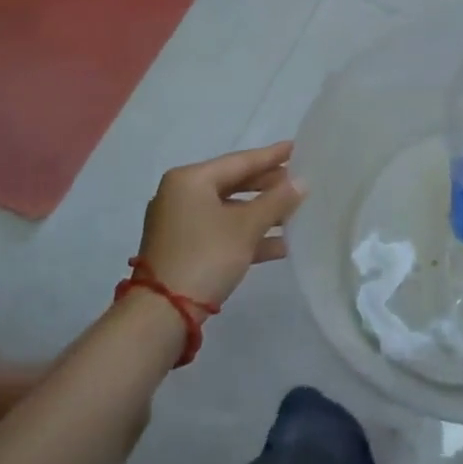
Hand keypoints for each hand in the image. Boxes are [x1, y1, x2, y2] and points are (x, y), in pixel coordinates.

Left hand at [136, 141, 305, 306]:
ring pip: (230, 210)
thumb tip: (301, 182)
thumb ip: (276, 201)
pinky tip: (280, 245)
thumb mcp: (246, 227)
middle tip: (300, 182)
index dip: (272, 156)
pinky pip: (222, 231)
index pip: (240, 161)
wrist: (161, 316)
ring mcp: (180, 224)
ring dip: (262, 214)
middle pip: (234, 184)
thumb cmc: (205, 256)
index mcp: (190, 179)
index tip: (297, 147)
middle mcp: (181, 195)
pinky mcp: (183, 249)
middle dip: (268, 187)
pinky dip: (247, 235)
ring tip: (296, 214)